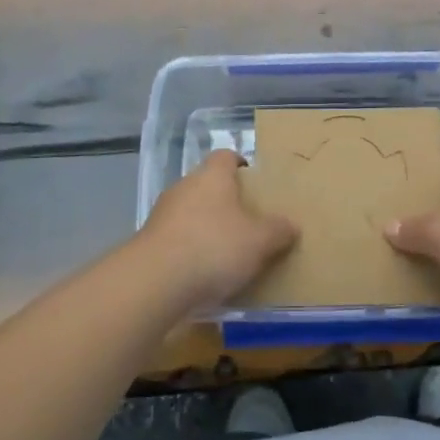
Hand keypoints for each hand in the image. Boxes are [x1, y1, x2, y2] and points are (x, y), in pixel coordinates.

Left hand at [136, 150, 298, 308]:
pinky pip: (177, 239)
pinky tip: (203, 274)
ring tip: (228, 254)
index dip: (241, 166)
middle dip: (226, 202)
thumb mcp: (259, 241)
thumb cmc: (214, 247)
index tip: (255, 184)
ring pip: (191, 213)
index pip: (226, 157)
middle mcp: (185, 186)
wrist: (154, 282)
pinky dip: (190, 250)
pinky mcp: (149, 242)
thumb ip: (278, 231)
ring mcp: (163, 214)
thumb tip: (290, 225)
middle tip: (249, 223)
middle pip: (208, 185)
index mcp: (213, 176)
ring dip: (206, 228)